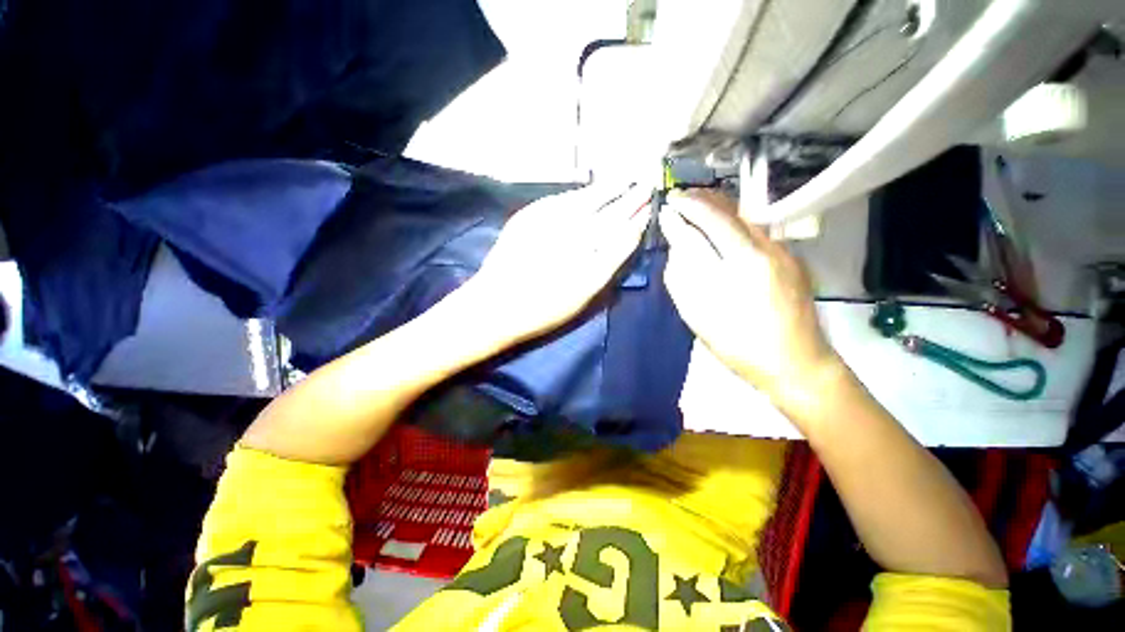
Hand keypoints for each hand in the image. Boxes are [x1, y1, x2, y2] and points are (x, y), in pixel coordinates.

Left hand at [465, 183, 651, 343]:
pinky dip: (578, 194)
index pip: (620, 227)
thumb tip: (631, 233)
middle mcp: (571, 229)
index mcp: (586, 250)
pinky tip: (586, 192)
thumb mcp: (585, 293)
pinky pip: (561, 199)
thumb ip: (611, 261)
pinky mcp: (528, 217)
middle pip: (606, 209)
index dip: (637, 214)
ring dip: (606, 188)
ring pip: (585, 199)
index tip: (651, 203)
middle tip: (644, 183)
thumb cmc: (544, 308)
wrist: (496, 305)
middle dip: (628, 196)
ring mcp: (549, 220)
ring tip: (624, 178)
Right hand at [659, 190, 840, 407]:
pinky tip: (721, 230)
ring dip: (719, 209)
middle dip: (704, 200)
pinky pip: (757, 231)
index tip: (669, 202)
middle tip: (680, 198)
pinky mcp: (791, 261)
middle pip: (733, 210)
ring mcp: (784, 252)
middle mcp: (769, 247)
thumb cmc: (740, 345)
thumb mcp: (700, 313)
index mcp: (746, 261)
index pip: (713, 218)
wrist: (797, 365)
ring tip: (696, 207)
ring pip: (747, 218)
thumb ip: (684, 272)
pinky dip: (733, 223)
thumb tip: (675, 240)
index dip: (689, 206)